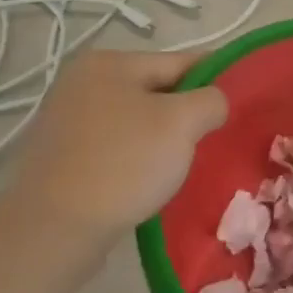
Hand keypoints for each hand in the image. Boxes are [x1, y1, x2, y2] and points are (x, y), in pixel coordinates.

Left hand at [0, 51, 226, 279]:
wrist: (53, 231)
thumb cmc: (123, 164)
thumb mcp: (183, 123)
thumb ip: (211, 100)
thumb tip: (213, 103)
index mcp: (109, 63)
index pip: (180, 61)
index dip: (215, 79)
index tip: (239, 102)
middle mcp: (82, 82)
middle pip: (157, 91)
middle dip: (186, 114)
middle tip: (211, 140)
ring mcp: (66, 120)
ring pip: (137, 121)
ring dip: (162, 139)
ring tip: (182, 166)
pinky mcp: (60, 157)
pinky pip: (115, 147)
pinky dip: (136, 159)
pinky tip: (148, 182)